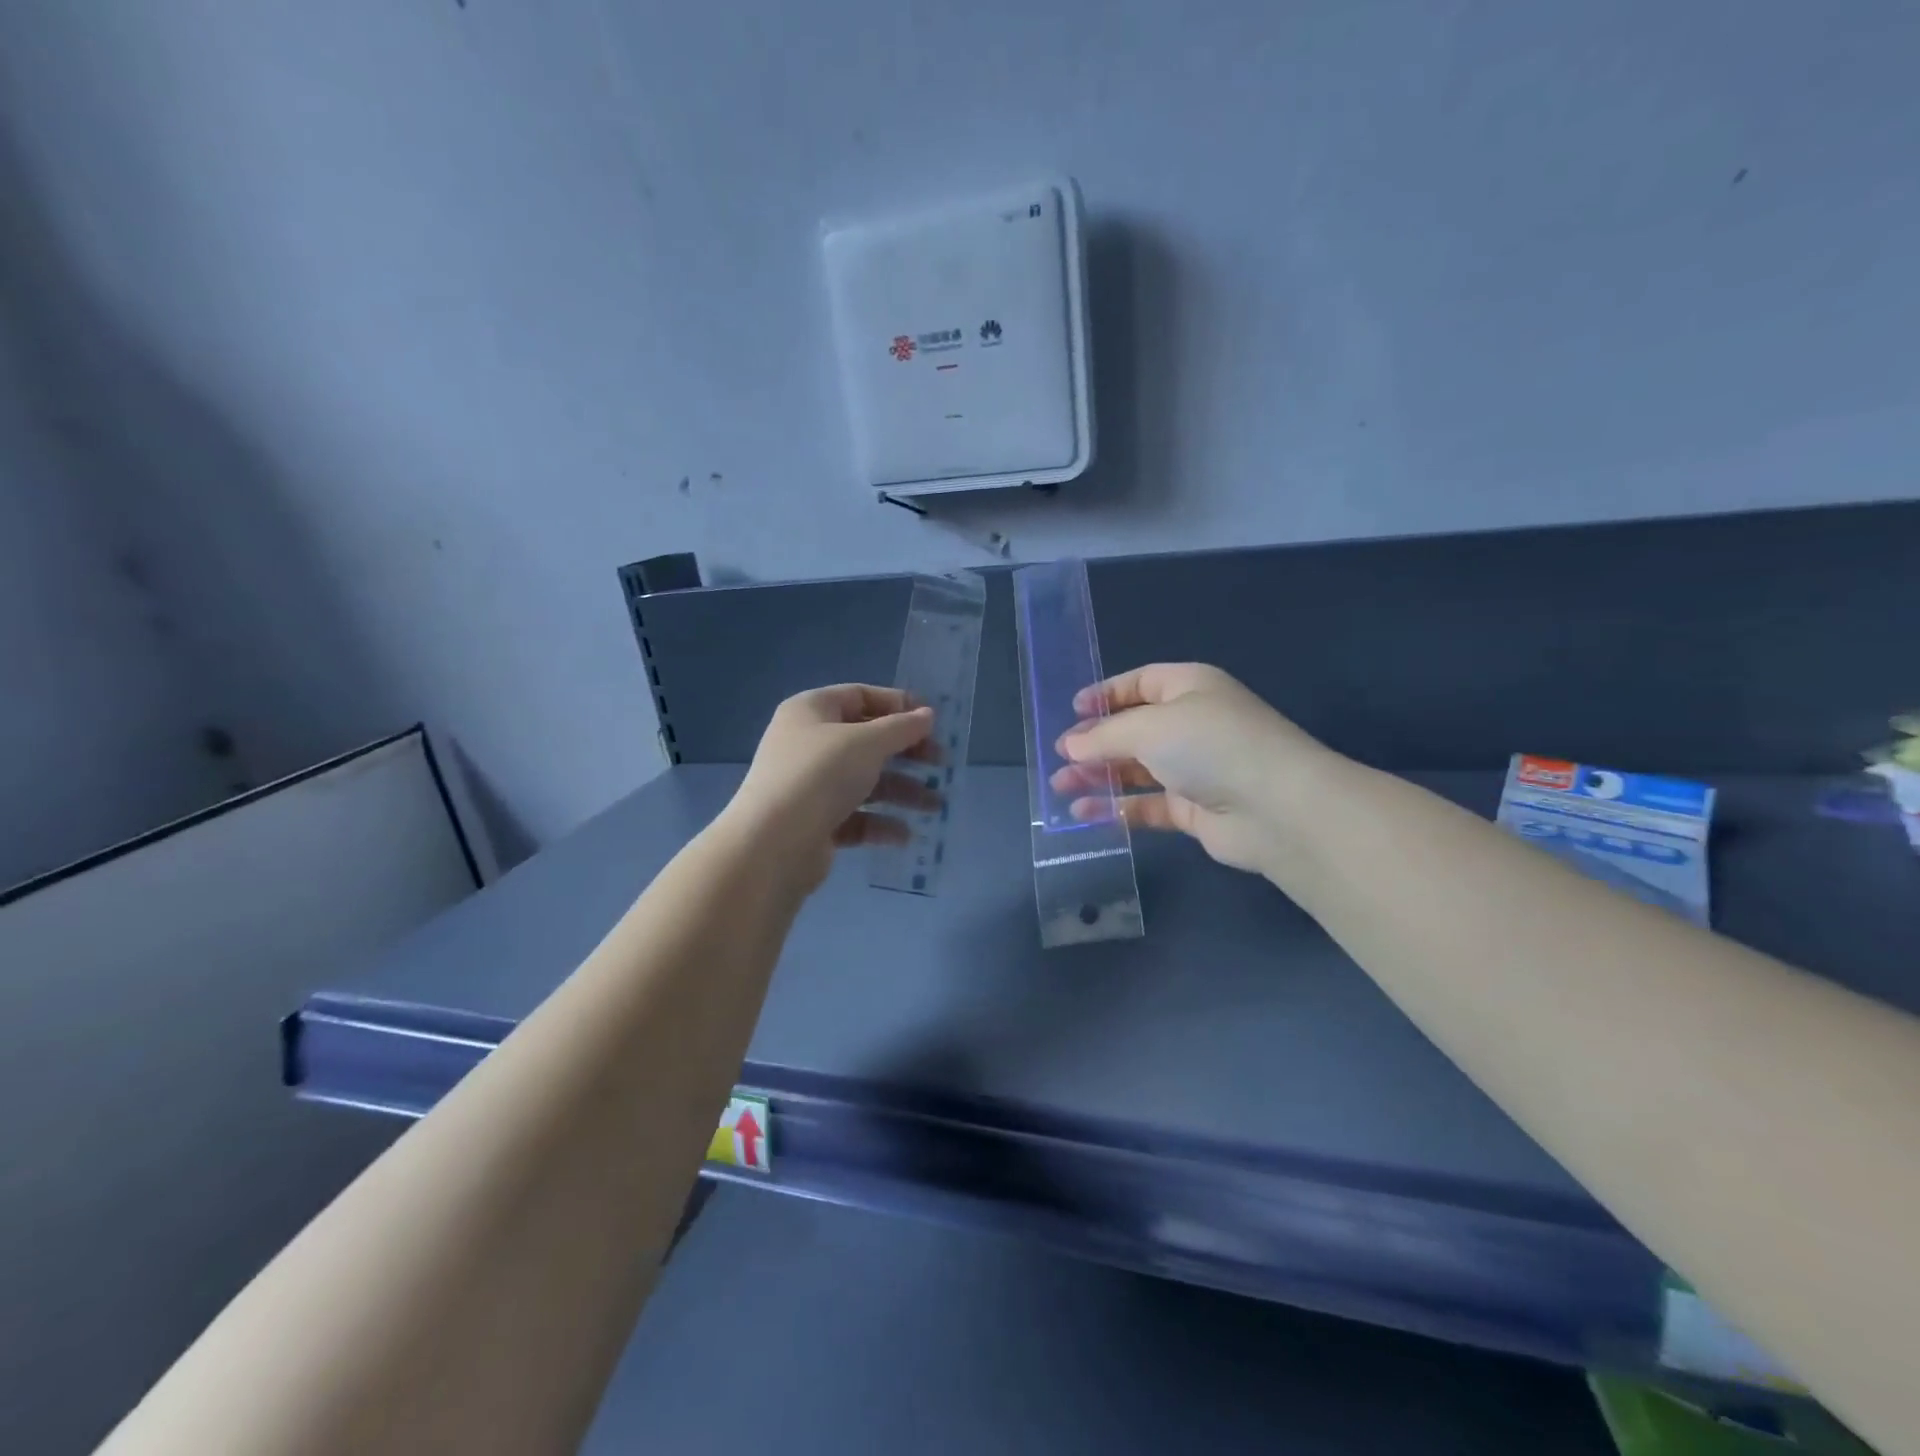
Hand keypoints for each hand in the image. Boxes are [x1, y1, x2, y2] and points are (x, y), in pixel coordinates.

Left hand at [730, 684, 938, 888]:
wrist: (772, 844)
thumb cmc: (821, 776)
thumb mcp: (867, 743)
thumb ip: (901, 728)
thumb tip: (927, 715)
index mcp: (812, 711)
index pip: (860, 696)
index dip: (898, 705)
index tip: (932, 722)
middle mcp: (808, 743)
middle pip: (867, 741)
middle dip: (907, 753)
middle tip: (941, 764)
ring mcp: (809, 785)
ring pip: (865, 781)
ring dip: (902, 791)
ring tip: (935, 806)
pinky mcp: (814, 823)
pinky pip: (855, 817)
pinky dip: (880, 823)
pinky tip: (905, 835)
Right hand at [1051, 663, 1331, 875]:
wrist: (1276, 808)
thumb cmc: (1210, 746)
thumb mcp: (1149, 726)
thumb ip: (1105, 736)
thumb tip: (1070, 746)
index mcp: (1189, 688)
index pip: (1140, 683)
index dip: (1105, 695)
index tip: (1072, 712)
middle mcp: (1193, 724)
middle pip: (1134, 729)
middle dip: (1095, 743)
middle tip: (1059, 757)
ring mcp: (1195, 769)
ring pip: (1137, 770)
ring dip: (1100, 776)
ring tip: (1061, 786)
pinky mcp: (1194, 809)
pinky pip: (1147, 805)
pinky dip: (1117, 808)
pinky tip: (1086, 813)